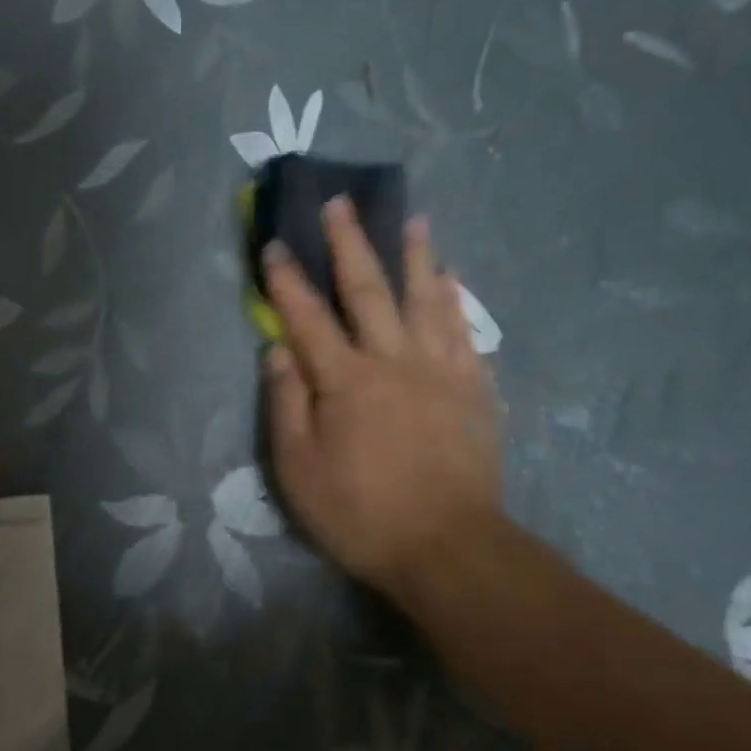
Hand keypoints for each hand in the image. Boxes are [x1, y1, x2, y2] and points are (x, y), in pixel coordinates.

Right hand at [261, 197, 502, 602]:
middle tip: (341, 203)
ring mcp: (440, 371)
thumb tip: (277, 350)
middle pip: (368, 290)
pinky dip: (456, 300)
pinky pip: (465, 331)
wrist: (448, 548)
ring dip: (415, 256)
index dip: (287, 280)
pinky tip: (453, 279)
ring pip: (426, 299)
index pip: (307, 317)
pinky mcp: (474, 389)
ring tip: (411, 220)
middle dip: (350, 244)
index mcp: (344, 380)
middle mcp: (393, 361)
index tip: (275, 244)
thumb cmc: (360, 513)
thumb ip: (286, 404)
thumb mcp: (298, 469)